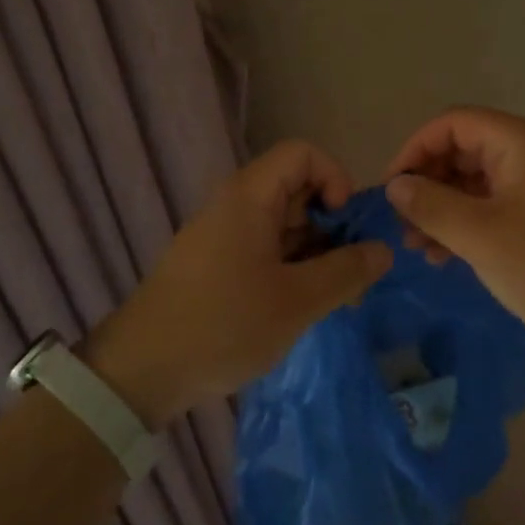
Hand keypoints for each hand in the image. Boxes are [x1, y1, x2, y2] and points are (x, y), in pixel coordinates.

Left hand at [86, 141, 390, 425]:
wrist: (141, 371)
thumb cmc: (223, 324)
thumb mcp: (297, 301)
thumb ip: (346, 271)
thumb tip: (383, 249)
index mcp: (250, 196)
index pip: (303, 154)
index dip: (334, 178)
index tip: (345, 224)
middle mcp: (236, 204)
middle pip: (296, 188)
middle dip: (332, 224)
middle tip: (352, 273)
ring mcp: (224, 234)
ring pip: (283, 223)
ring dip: (315, 252)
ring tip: (336, 300)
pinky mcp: (216, 263)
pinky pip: (265, 248)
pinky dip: (291, 268)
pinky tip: (303, 307)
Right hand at [384, 107, 524, 366]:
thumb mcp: (482, 236)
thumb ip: (431, 205)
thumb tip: (395, 185)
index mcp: (520, 142)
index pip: (451, 124)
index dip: (414, 150)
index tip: (391, 191)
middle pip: (464, 151)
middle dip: (429, 185)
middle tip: (404, 228)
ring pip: (480, 183)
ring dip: (447, 210)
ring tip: (422, 250)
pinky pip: (501, 207)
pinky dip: (472, 225)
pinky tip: (453, 258)